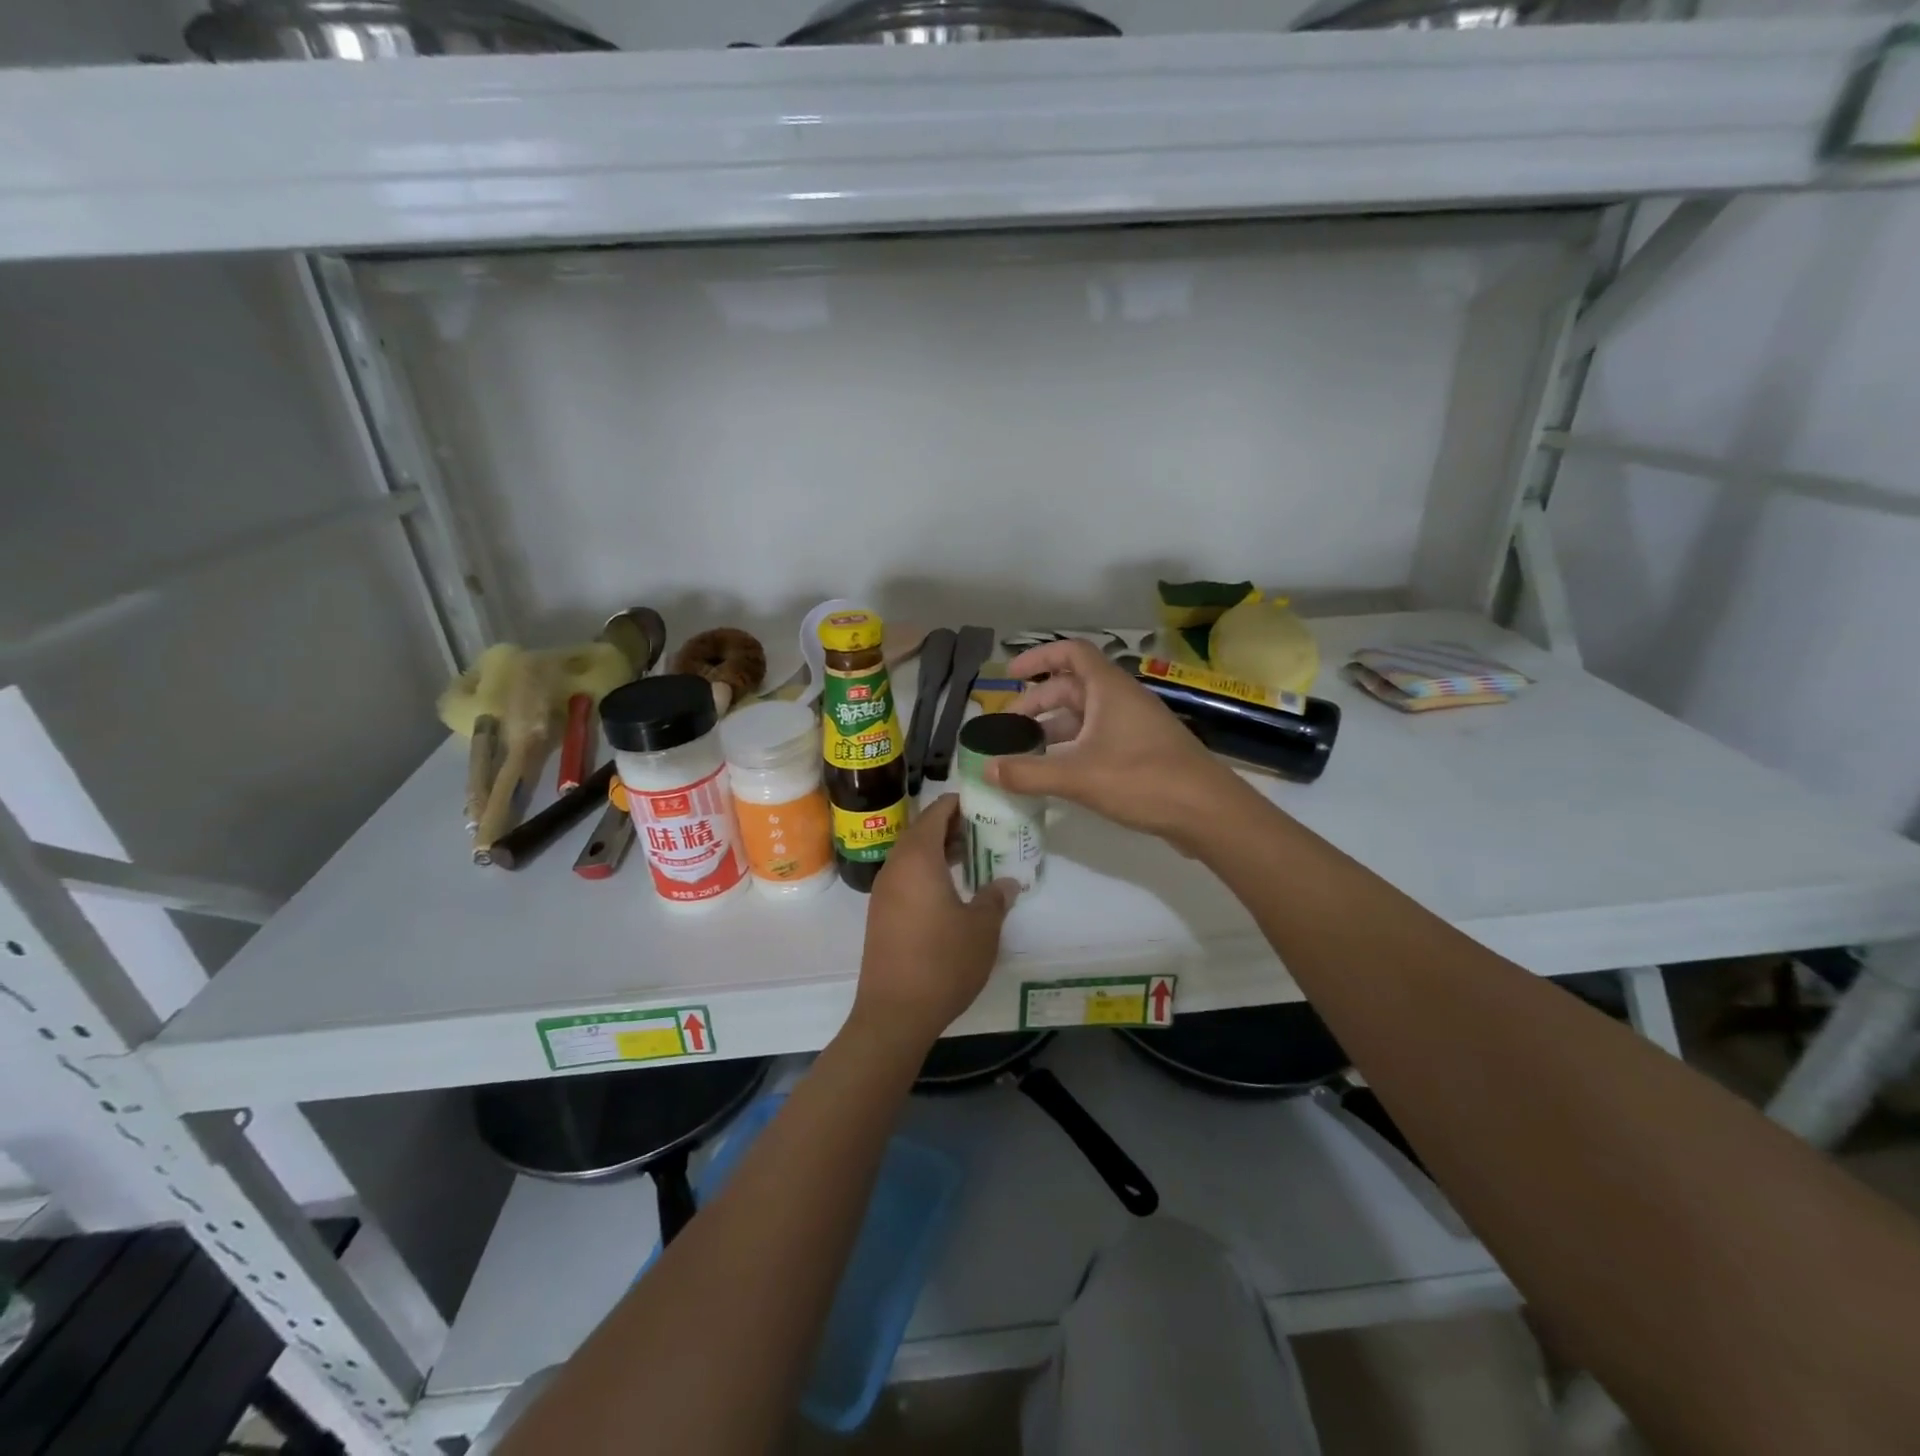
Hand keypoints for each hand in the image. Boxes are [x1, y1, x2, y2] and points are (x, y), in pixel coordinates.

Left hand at [851, 796, 1017, 1052]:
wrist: (894, 1012)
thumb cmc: (943, 961)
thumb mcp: (982, 928)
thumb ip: (996, 898)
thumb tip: (1006, 882)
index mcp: (918, 858)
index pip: (936, 812)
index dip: (959, 803)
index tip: (984, 804)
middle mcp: (895, 867)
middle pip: (922, 831)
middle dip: (952, 827)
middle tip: (984, 831)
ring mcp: (884, 892)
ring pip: (912, 856)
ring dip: (939, 851)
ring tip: (972, 858)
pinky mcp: (881, 915)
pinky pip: (905, 878)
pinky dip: (927, 873)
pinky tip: (952, 891)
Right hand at [987, 639, 1250, 847]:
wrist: (1207, 811)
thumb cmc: (1143, 780)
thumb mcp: (1078, 776)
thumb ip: (1029, 773)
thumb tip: (986, 770)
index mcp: (1109, 689)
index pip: (1071, 653)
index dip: (1038, 657)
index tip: (1010, 674)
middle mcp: (1121, 700)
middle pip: (1071, 688)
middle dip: (1037, 703)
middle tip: (1007, 728)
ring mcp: (1133, 726)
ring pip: (1084, 717)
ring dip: (1053, 729)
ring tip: (1023, 753)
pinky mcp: (1141, 752)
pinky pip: (1097, 738)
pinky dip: (1072, 748)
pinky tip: (1056, 773)